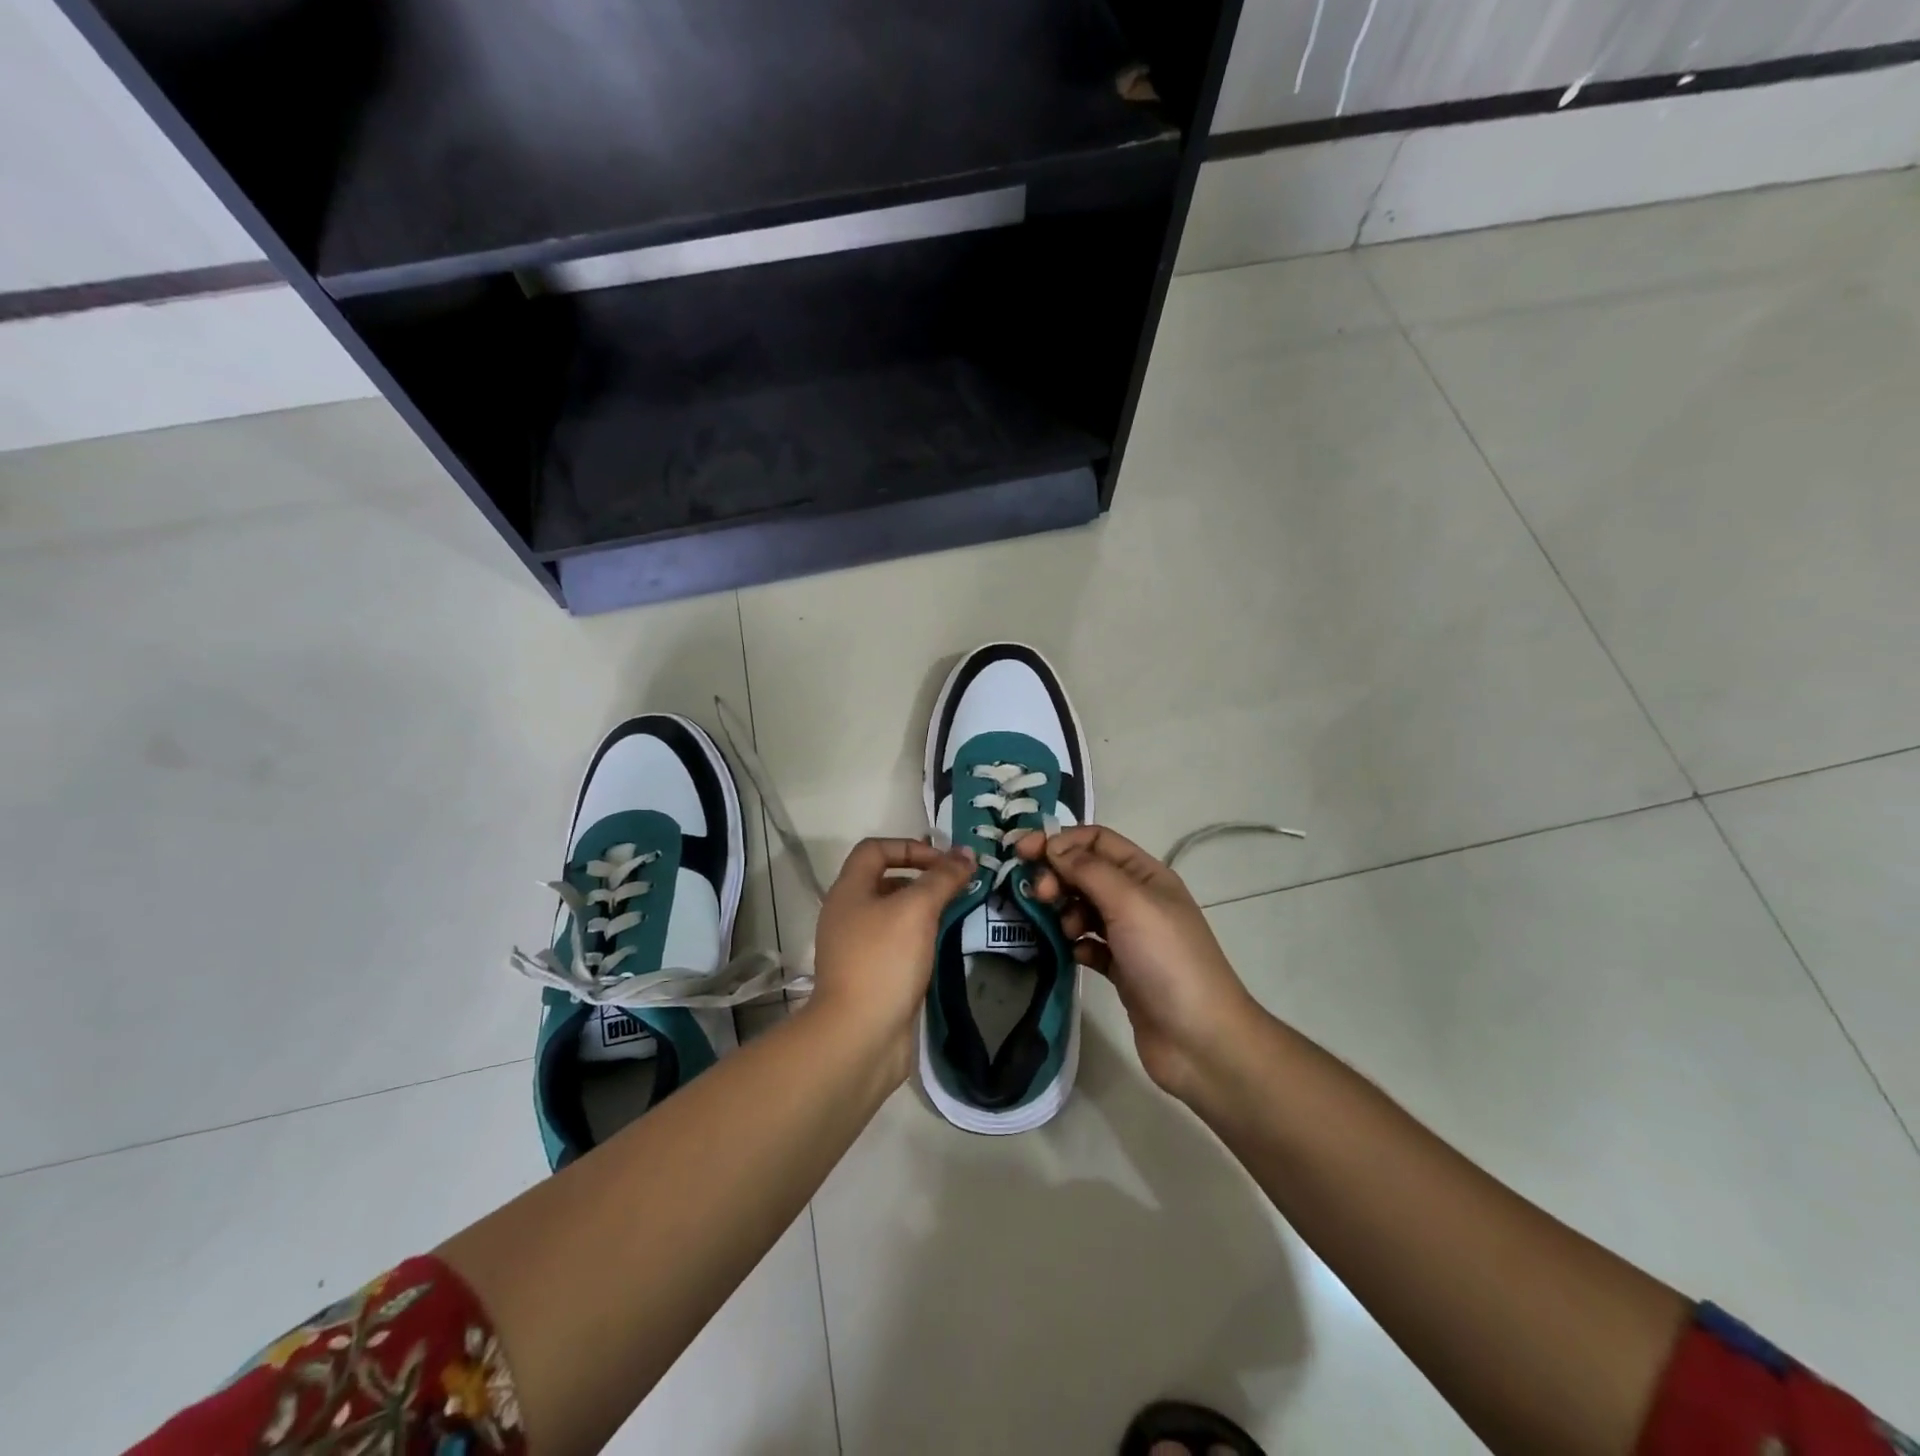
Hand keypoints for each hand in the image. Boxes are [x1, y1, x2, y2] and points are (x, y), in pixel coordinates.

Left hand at [809, 838, 976, 1077]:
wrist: (859, 1037)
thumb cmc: (884, 960)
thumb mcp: (917, 909)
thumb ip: (942, 877)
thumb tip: (965, 853)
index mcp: (849, 890)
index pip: (875, 849)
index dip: (910, 846)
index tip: (944, 863)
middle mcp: (847, 914)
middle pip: (885, 880)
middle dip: (923, 879)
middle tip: (958, 887)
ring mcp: (856, 948)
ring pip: (893, 914)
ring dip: (924, 910)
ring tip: (957, 914)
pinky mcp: (869, 976)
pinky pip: (896, 944)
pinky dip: (919, 939)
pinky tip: (942, 947)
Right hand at [1019, 826, 1259, 1099]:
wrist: (1201, 1040)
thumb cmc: (1167, 960)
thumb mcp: (1129, 903)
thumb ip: (1088, 870)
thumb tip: (1053, 845)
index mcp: (1146, 874)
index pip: (1096, 840)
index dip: (1060, 840)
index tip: (1023, 853)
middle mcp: (1138, 899)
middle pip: (1086, 872)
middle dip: (1058, 875)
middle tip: (1040, 895)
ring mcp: (1131, 936)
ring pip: (1084, 908)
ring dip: (1066, 911)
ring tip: (1064, 930)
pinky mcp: (1122, 969)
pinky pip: (1089, 944)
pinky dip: (1077, 944)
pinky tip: (1075, 954)